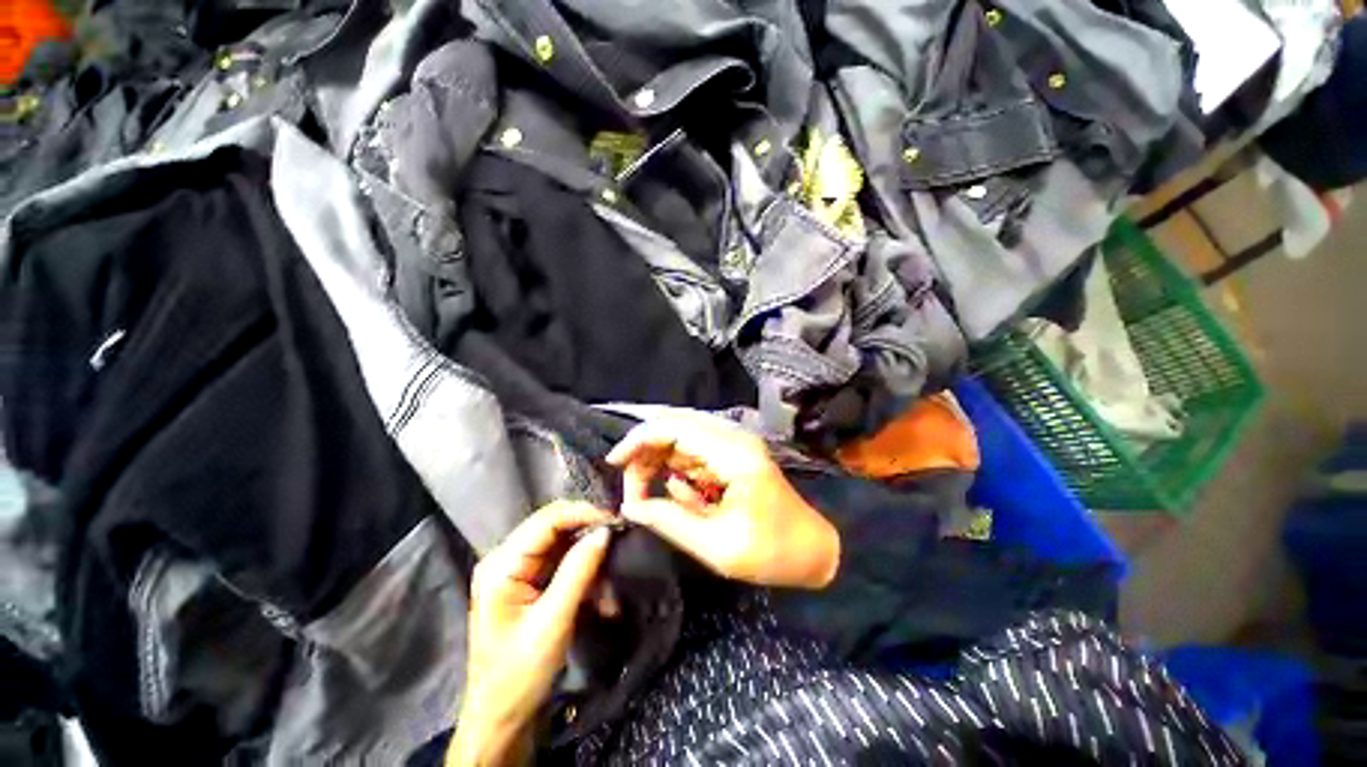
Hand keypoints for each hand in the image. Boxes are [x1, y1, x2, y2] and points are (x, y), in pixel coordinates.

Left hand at [449, 502, 613, 765]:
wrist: (500, 717)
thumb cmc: (519, 674)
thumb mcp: (553, 622)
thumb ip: (579, 571)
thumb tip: (605, 531)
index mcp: (502, 564)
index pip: (547, 520)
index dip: (583, 513)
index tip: (615, 520)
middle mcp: (506, 558)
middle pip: (553, 526)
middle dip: (588, 531)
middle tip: (619, 537)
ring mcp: (516, 569)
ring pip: (561, 542)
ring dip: (588, 553)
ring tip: (612, 568)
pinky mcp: (527, 581)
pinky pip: (561, 561)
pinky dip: (583, 569)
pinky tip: (600, 588)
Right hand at [606, 413, 839, 589]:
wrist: (813, 548)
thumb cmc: (772, 552)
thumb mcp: (717, 547)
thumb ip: (670, 521)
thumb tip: (631, 506)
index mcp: (732, 453)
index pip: (674, 427)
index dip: (638, 440)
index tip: (613, 465)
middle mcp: (732, 437)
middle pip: (673, 425)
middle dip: (644, 452)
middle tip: (631, 489)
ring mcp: (732, 443)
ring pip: (679, 436)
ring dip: (656, 460)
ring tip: (645, 494)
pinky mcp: (730, 454)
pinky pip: (691, 451)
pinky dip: (673, 468)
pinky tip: (673, 494)